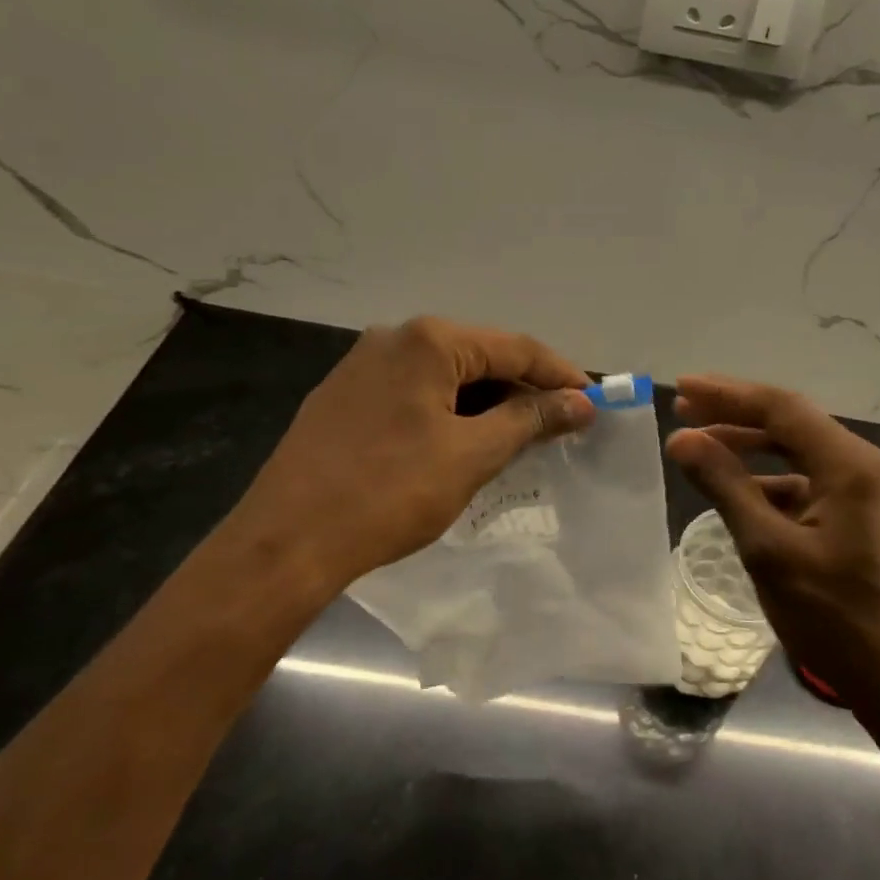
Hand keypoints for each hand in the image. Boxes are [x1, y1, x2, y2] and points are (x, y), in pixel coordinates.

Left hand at [227, 317, 594, 596]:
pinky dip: (449, 413)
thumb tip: (580, 403)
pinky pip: (414, 394)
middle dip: (522, 391)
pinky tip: (462, 444)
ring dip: (486, 405)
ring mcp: (362, 366)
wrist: (287, 541)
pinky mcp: (345, 397)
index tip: (592, 403)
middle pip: (479, 357)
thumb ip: (530, 420)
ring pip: (446, 377)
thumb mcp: (471, 454)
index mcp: (428, 341)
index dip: (559, 375)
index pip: (515, 348)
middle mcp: (394, 338)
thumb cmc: (390, 492)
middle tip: (558, 427)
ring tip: (517, 441)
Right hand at [665, 375, 879, 711]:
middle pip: (790, 422)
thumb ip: (725, 485)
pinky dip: (766, 479)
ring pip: (796, 450)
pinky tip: (734, 489)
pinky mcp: (854, 515)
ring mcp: (861, 490)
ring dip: (748, 445)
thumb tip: (681, 438)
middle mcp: (860, 465)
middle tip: (682, 409)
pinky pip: (804, 480)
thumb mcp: (768, 548)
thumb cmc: (832, 614)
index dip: (727, 394)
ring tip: (700, 443)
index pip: (781, 408)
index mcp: (849, 463)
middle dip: (734, 413)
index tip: (681, 389)